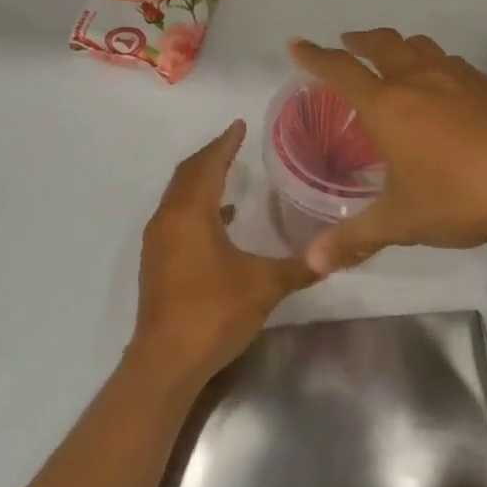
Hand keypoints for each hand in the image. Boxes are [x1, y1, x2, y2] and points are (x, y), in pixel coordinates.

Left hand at [132, 120, 316, 386]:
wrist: (166, 361)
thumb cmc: (214, 311)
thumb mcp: (264, 286)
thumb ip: (297, 267)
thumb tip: (329, 257)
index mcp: (190, 214)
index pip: (207, 165)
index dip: (225, 143)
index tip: (239, 125)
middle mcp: (168, 220)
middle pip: (187, 175)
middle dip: (210, 156)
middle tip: (234, 143)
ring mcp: (158, 242)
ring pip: (179, 197)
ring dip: (201, 181)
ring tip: (229, 173)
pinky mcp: (158, 263)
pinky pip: (177, 218)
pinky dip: (197, 208)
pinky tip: (222, 220)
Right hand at [289, 29, 486, 274]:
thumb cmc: (459, 197)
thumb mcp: (401, 222)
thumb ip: (354, 239)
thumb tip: (309, 265)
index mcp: (388, 105)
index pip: (341, 71)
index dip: (314, 57)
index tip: (297, 44)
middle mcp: (419, 80)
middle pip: (382, 44)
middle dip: (359, 40)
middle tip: (346, 43)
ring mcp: (458, 78)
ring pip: (419, 47)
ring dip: (398, 46)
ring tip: (392, 59)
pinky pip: (449, 62)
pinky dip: (432, 63)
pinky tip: (442, 87)